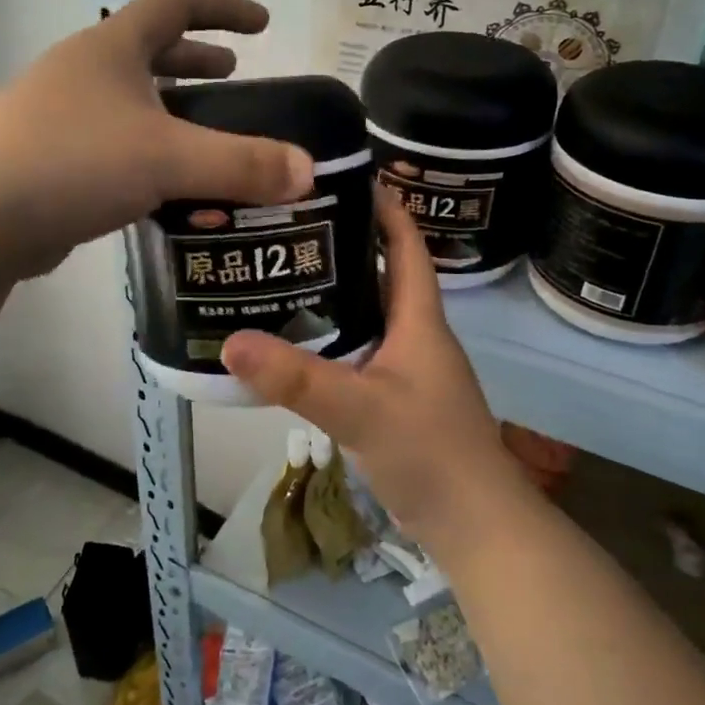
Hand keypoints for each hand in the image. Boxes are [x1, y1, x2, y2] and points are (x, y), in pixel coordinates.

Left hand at [0, 0, 313, 278]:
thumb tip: (307, 172)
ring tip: (205, 133)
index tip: (261, 23)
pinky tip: (164, 185)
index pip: (174, 5)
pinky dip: (146, 152)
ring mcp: (58, 116)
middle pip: (148, 50)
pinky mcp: (48, 160)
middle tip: (234, 76)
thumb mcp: (167, 159)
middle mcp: (82, 73)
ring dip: (170, 109)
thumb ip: (241, 164)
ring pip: (128, 101)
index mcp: (110, 49)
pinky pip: (111, 144)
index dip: (222, 8)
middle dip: (195, 59)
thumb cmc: (73, 163)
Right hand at [222, 188, 533, 549]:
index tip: (348, 179)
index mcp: (420, 322)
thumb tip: (230, 341)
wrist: (474, 525)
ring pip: (370, 317)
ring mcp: (409, 372)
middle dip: (347, 247)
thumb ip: (297, 379)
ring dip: (337, 295)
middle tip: (292, 228)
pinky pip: (362, 354)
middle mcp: (417, 337)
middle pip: (384, 276)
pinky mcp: (398, 402)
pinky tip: (299, 345)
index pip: (406, 248)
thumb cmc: (430, 453)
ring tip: (285, 276)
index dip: (385, 209)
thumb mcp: (359, 410)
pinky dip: (334, 340)